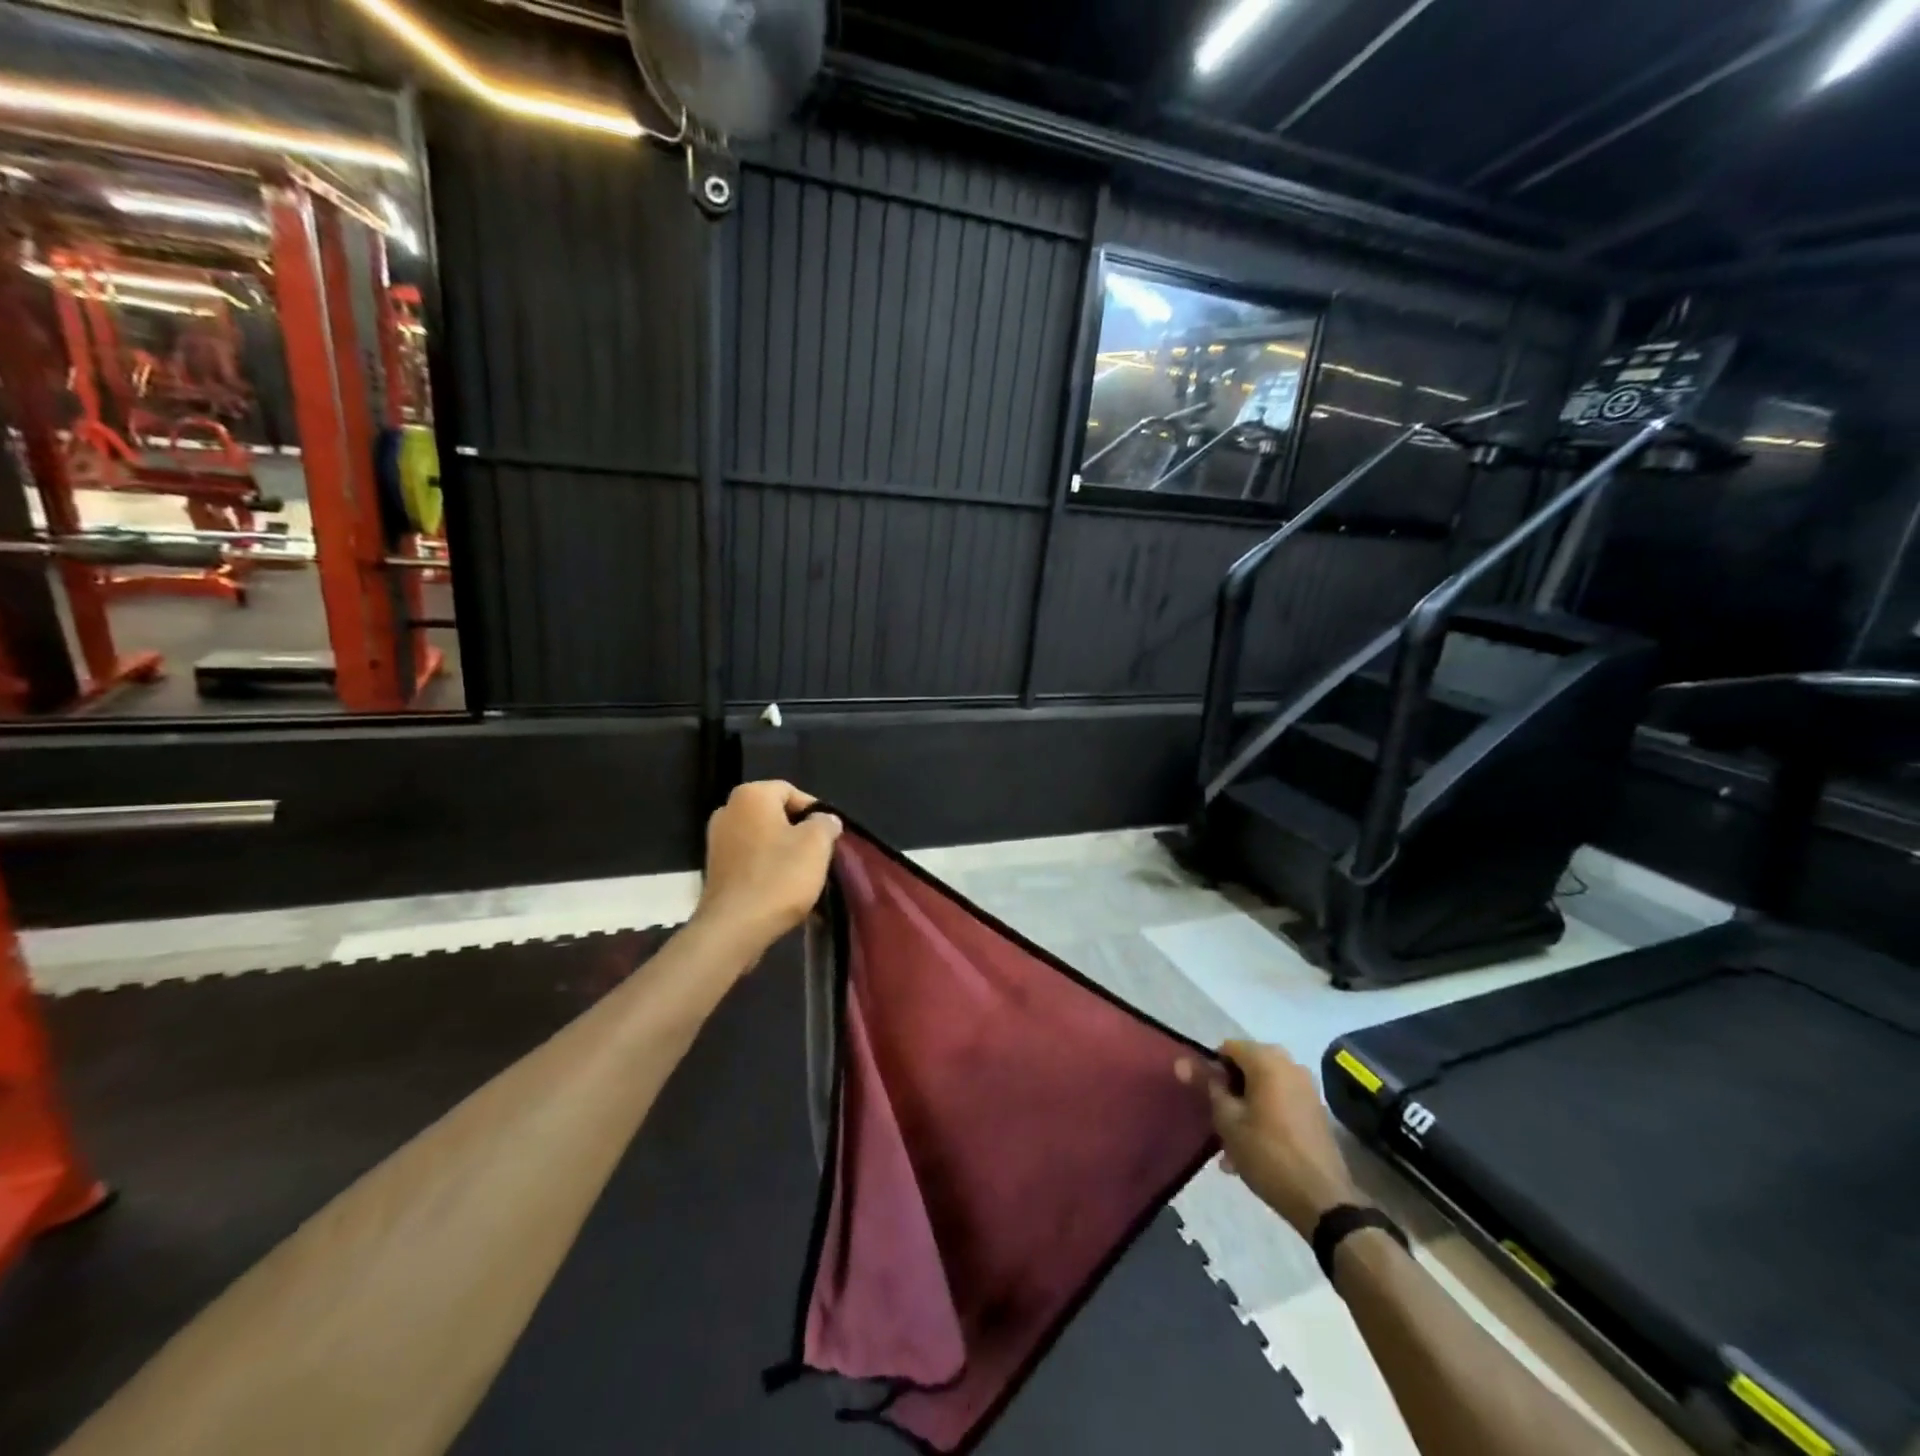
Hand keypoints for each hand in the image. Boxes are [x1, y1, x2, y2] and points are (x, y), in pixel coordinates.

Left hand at [694, 781, 842, 954]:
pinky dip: (766, 868)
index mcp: (751, 795)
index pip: (792, 791)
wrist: (734, 927)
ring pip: (763, 838)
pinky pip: (750, 859)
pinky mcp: (714, 868)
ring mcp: (717, 840)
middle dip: (799, 832)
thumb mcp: (817, 844)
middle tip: (818, 855)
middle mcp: (728, 810)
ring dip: (784, 852)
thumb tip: (825, 819)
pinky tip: (781, 888)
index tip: (829, 837)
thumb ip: (825, 823)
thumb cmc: (779, 877)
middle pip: (776, 814)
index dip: (815, 812)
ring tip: (802, 875)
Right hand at [1178, 1041, 1360, 1239]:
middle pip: (1246, 1067)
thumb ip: (1207, 1085)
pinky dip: (1264, 1116)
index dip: (1211, 1069)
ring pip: (1263, 1087)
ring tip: (1233, 1146)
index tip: (1205, 1098)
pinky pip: (1280, 1101)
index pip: (1227, 1048)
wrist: (1324, 1200)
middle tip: (1217, 1122)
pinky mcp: (1315, 1110)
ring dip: (1245, 1107)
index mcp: (1267, 1060)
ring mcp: (1306, 1087)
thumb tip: (1183, 1062)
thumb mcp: (1227, 1120)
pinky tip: (1254, 1148)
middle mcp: (1290, 1065)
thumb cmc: (1268, 1154)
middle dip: (1229, 1091)